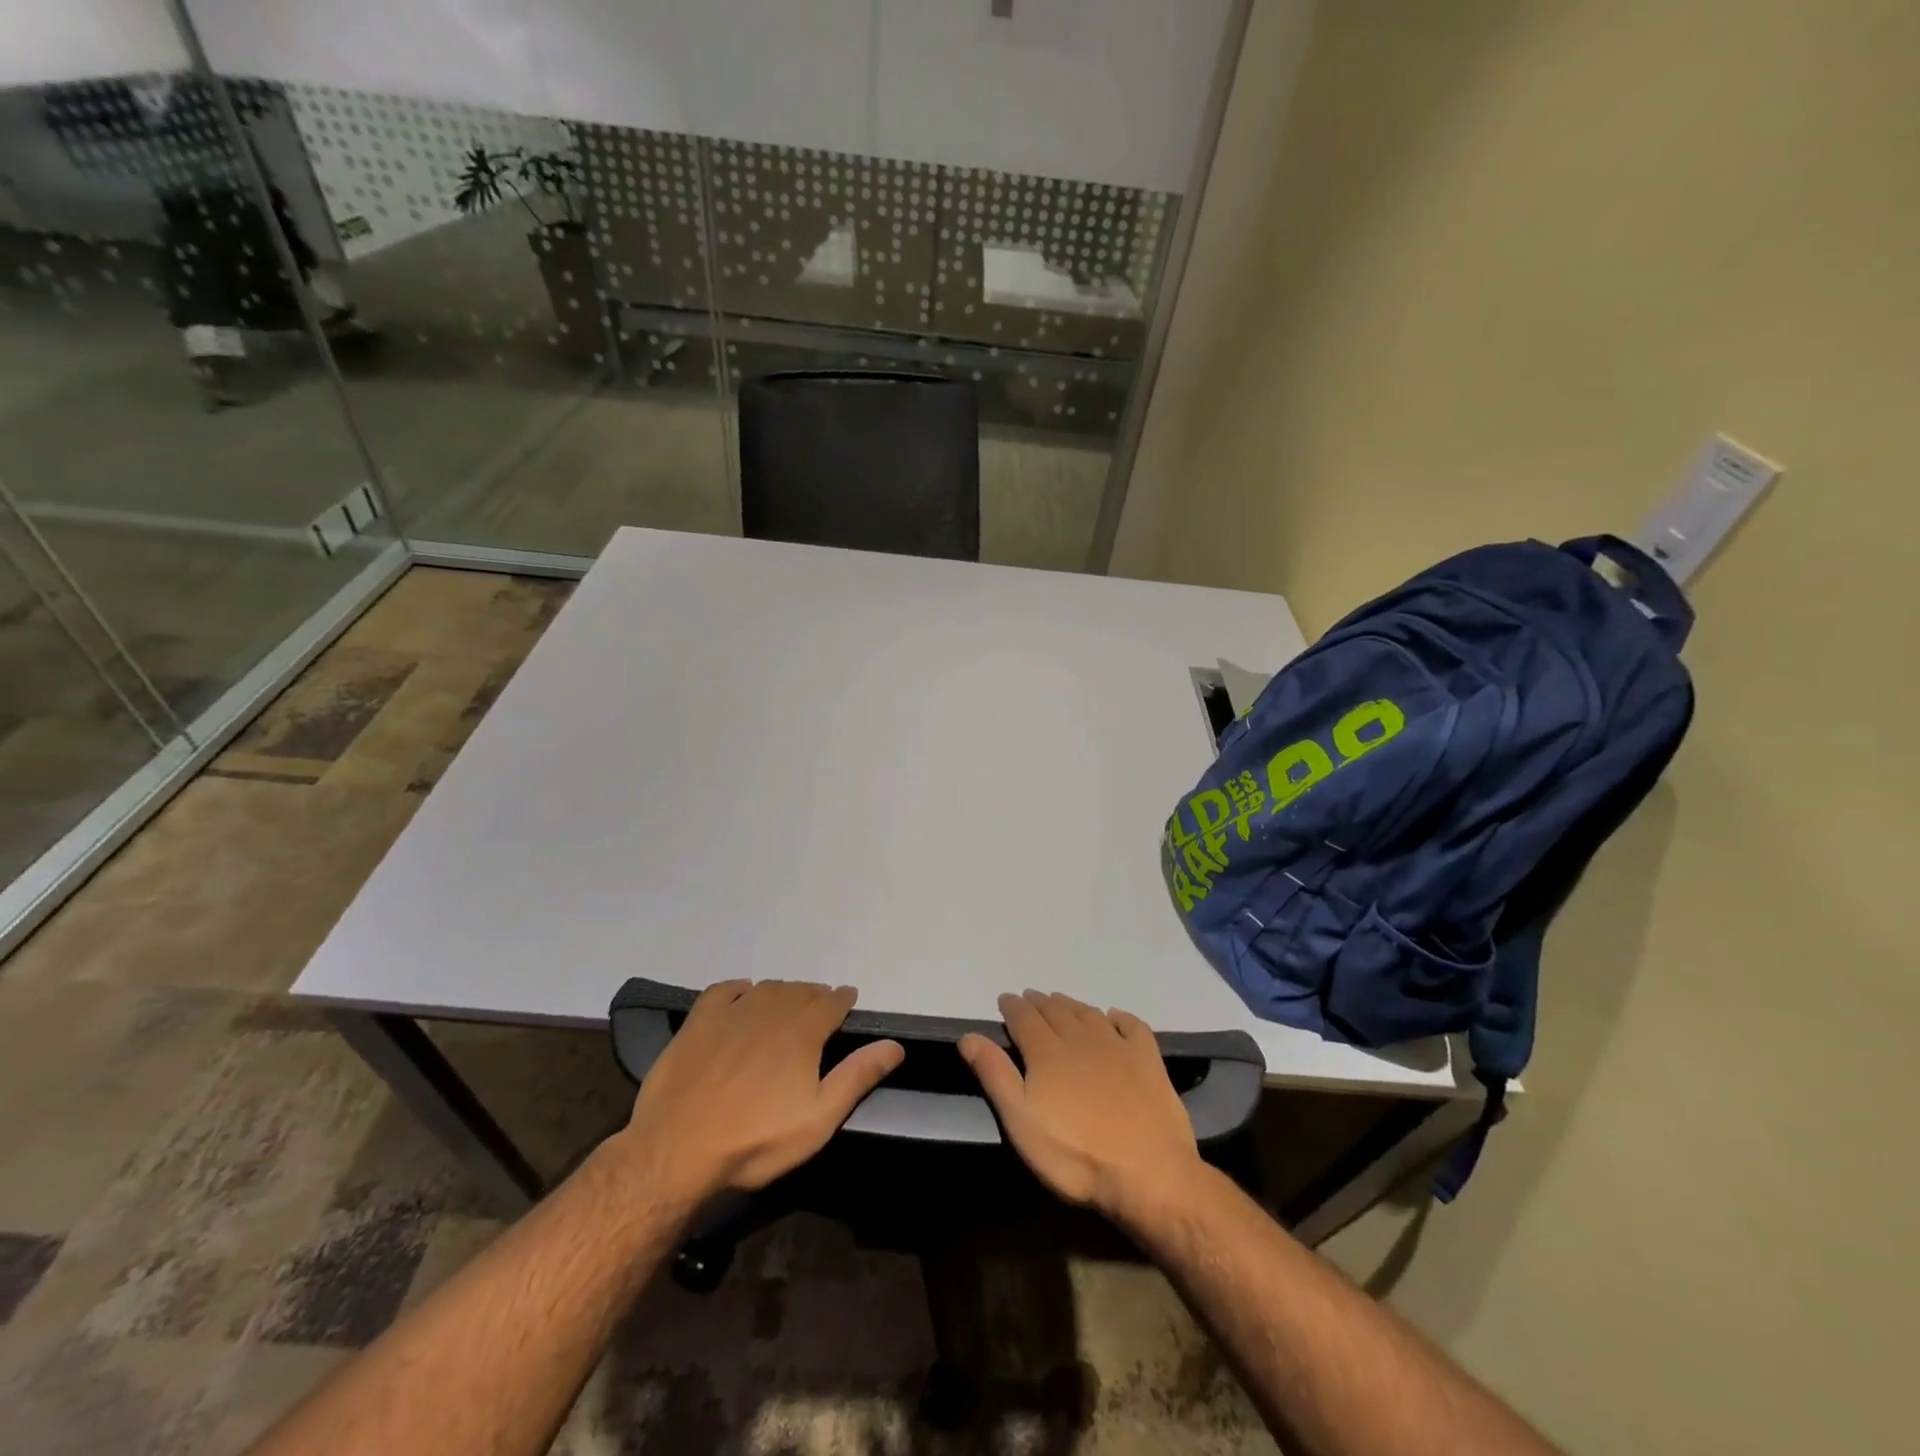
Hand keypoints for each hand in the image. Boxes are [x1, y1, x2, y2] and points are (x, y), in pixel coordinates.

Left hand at [617, 980, 903, 1205]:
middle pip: (800, 992)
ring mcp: (731, 1013)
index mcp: (802, 1032)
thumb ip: (857, 1077)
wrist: (676, 1150)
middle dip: (815, 996)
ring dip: (783, 992)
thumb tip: (894, 1045)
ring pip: (766, 989)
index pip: (831, 1004)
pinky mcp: (697, 1022)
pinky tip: (742, 994)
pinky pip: (723, 990)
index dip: (843, 999)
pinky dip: (739, 988)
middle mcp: (770, 1011)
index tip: (850, 998)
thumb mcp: (818, 1118)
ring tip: (788, 1002)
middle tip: (821, 1006)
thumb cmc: (756, 1140)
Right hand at [959, 991, 1204, 1223]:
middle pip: (1056, 1012)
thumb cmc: (1075, 1155)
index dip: (1013, 1007)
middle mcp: (1080, 1039)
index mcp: (1047, 1052)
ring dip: (1071, 1005)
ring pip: (1089, 1014)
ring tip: (1061, 1002)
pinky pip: (1132, 1026)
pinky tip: (1114, 1016)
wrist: (1148, 1172)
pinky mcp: (1148, 1060)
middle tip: (1031, 997)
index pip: (1024, 1019)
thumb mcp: (1022, 1121)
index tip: (1005, 999)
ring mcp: (1117, 1047)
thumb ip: (995, 1075)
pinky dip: (1120, 1017)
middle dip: (1040, 1003)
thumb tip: (969, 1035)